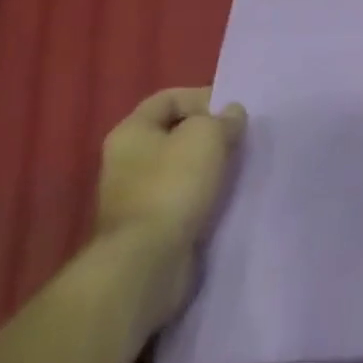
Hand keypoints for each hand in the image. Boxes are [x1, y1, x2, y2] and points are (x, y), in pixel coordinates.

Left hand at [95, 87, 245, 321]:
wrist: (147, 265)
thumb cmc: (173, 185)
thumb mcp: (208, 134)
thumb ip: (224, 118)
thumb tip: (231, 115)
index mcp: (130, 132)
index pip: (169, 98)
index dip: (202, 98)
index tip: (230, 113)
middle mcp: (125, 162)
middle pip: (175, 135)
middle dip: (208, 135)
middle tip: (237, 141)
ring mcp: (134, 200)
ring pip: (180, 170)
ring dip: (207, 169)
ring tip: (235, 170)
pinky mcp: (147, 231)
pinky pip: (181, 201)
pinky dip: (201, 198)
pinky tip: (223, 199)